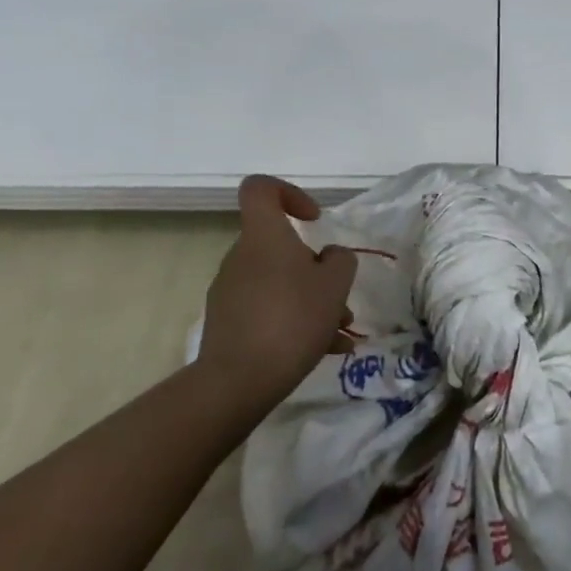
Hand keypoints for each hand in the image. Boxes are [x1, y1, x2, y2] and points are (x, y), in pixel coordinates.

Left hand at [197, 176, 356, 423]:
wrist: (238, 381)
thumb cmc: (292, 318)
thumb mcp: (335, 284)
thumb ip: (339, 261)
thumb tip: (328, 257)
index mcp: (264, 236)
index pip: (261, 189)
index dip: (289, 193)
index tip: (314, 219)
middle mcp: (241, 257)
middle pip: (279, 246)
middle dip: (316, 268)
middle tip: (340, 297)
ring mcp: (231, 292)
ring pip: (279, 283)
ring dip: (312, 301)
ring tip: (341, 331)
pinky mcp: (228, 324)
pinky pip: (269, 311)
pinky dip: (296, 323)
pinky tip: (326, 351)